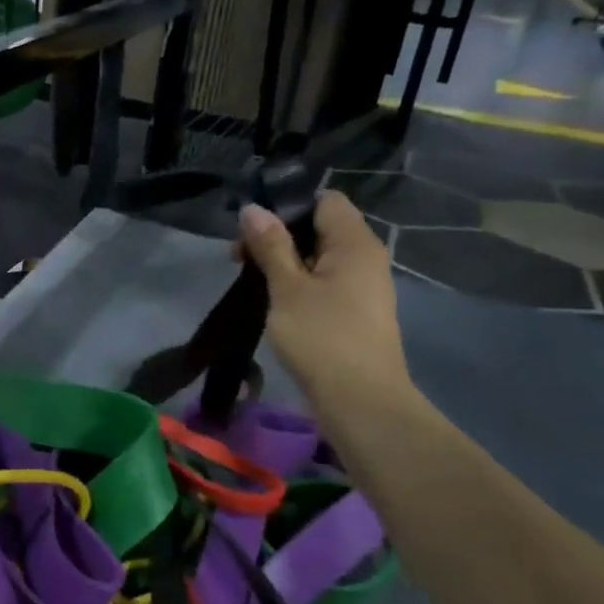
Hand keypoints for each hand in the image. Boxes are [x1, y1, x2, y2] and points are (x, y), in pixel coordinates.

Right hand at [237, 193, 412, 411]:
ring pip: (319, 258)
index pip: (324, 200)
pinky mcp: (355, 313)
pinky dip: (298, 285)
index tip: (251, 226)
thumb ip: (270, 245)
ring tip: (250, 281)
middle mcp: (365, 258)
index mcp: (355, 243)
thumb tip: (253, 209)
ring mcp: (363, 288)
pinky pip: (324, 284)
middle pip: (319, 228)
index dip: (287, 205)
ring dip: (284, 263)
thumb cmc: (322, 338)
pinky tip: (273, 303)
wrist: (361, 402)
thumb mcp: (287, 288)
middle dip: (277, 237)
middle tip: (238, 258)